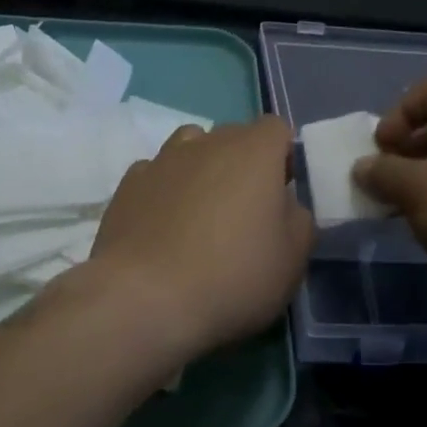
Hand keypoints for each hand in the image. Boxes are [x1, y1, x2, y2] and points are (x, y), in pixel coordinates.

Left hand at [89, 117, 314, 360]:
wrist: (145, 298)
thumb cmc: (232, 276)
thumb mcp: (292, 259)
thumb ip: (298, 221)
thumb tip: (285, 205)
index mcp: (254, 152)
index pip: (275, 128)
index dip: (282, 155)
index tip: (280, 191)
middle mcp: (208, 143)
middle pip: (233, 136)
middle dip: (243, 162)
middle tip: (244, 210)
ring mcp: (162, 160)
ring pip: (190, 146)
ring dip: (201, 168)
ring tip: (201, 211)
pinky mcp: (128, 185)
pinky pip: (156, 173)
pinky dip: (164, 189)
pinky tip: (163, 224)